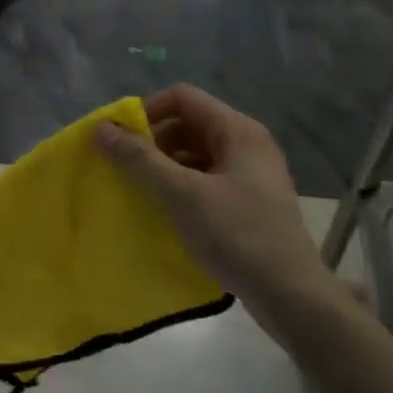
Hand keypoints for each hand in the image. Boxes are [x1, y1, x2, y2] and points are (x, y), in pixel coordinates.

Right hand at [95, 85, 342, 335]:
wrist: (291, 295)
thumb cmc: (238, 235)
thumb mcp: (183, 195)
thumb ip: (140, 160)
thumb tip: (101, 129)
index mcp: (238, 131)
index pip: (183, 98)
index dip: (147, 111)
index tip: (118, 139)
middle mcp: (247, 145)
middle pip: (189, 125)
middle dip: (153, 142)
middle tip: (124, 168)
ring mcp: (251, 175)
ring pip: (196, 155)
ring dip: (165, 167)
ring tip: (138, 191)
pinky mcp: (249, 202)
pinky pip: (206, 180)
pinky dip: (181, 188)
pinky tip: (163, 211)